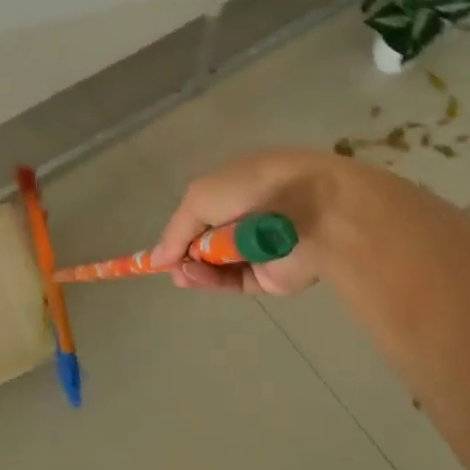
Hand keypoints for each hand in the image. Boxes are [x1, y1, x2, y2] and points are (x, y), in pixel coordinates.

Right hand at [151, 148, 352, 295]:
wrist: (313, 209)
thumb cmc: (252, 188)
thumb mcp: (200, 197)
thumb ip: (176, 230)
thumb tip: (157, 258)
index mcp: (237, 188)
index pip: (203, 213)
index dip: (181, 232)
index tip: (161, 250)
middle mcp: (249, 218)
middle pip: (208, 242)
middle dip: (185, 253)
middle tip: (169, 265)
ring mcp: (260, 249)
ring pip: (219, 266)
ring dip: (195, 268)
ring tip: (180, 271)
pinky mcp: (271, 278)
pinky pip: (235, 281)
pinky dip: (212, 280)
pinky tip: (193, 275)